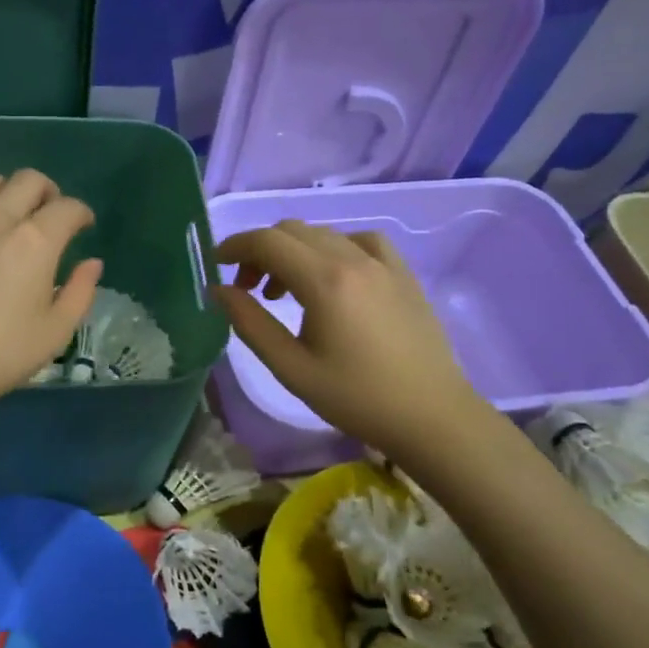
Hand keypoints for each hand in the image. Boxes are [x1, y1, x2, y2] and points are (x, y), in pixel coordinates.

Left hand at [0, 170, 102, 411]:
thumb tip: (92, 263)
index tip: (84, 226)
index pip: (67, 208)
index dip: (82, 213)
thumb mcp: (54, 333)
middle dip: (48, 192)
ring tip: (10, 215)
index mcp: (34, 243)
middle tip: (50, 216)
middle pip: (28, 180)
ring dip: (7, 191)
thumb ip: (80, 292)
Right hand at [212, 220, 480, 456]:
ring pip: (324, 233)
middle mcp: (354, 259)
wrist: (432, 417)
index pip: (267, 242)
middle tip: (247, 289)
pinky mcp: (403, 274)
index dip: (234, 247)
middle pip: (292, 231)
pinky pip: (360, 241)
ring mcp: (384, 263)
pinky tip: (333, 277)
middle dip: (260, 251)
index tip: (216, 266)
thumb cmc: (356, 398)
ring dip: (294, 251)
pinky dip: (333, 249)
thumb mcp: (291, 367)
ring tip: (285, 291)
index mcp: (325, 281)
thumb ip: (250, 323)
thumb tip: (219, 290)